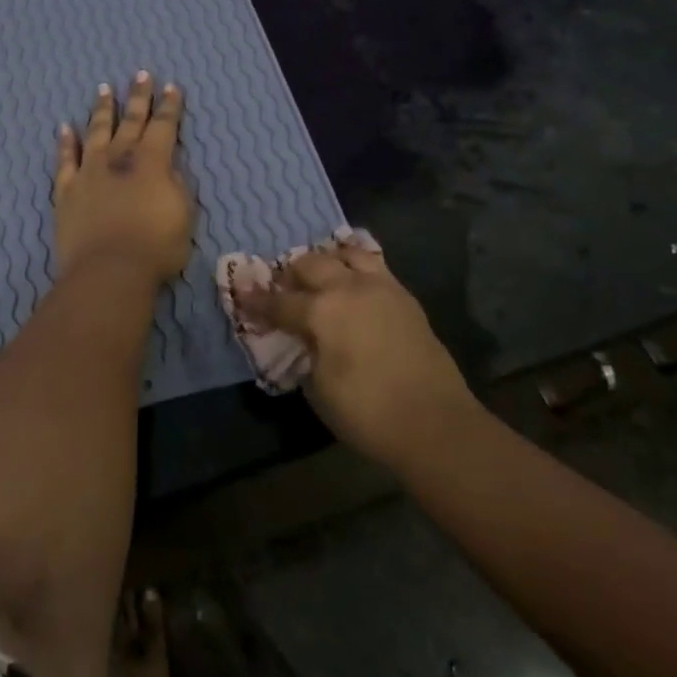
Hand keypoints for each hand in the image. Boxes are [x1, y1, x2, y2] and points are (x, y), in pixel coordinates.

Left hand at [54, 72, 194, 284]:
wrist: (108, 270)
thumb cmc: (156, 247)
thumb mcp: (184, 215)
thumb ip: (177, 186)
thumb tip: (168, 170)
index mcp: (152, 161)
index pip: (164, 125)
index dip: (170, 106)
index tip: (171, 86)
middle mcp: (119, 158)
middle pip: (131, 120)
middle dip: (138, 97)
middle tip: (140, 74)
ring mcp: (89, 171)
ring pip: (96, 131)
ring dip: (102, 110)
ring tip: (104, 89)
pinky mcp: (67, 190)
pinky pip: (65, 160)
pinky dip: (65, 142)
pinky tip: (64, 127)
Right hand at [236, 240, 473, 465]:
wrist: (435, 423)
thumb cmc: (367, 412)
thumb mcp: (318, 388)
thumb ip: (305, 354)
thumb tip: (305, 340)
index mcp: (322, 311)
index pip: (279, 301)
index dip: (256, 301)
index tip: (241, 294)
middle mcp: (349, 288)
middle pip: (311, 264)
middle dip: (291, 274)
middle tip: (283, 289)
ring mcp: (382, 288)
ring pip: (347, 254)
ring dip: (327, 261)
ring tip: (321, 277)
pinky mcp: (406, 298)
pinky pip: (376, 267)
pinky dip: (357, 267)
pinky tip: (353, 282)